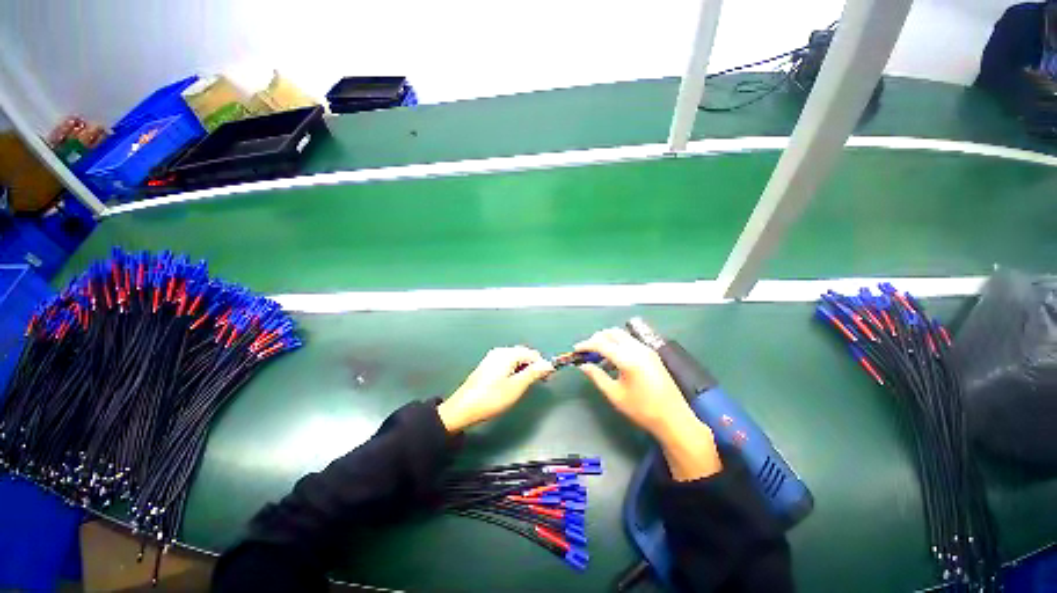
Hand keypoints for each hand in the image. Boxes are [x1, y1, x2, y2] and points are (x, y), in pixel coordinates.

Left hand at [437, 346, 554, 432]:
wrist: (463, 409)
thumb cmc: (491, 398)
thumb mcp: (516, 387)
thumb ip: (534, 373)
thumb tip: (548, 364)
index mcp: (508, 354)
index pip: (533, 354)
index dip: (542, 365)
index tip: (547, 379)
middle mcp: (500, 352)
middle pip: (524, 354)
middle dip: (533, 366)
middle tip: (538, 383)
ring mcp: (492, 358)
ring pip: (516, 359)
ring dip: (524, 369)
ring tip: (526, 385)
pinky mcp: (488, 366)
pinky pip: (507, 363)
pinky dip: (514, 370)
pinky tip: (512, 383)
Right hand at [576, 328, 720, 479]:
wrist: (673, 418)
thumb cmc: (642, 409)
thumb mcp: (615, 395)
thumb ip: (597, 376)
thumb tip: (583, 365)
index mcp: (628, 359)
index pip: (601, 343)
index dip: (586, 345)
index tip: (576, 350)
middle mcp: (638, 349)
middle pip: (612, 333)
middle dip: (597, 338)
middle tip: (587, 351)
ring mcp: (647, 350)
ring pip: (622, 335)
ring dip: (608, 340)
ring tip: (598, 356)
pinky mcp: (652, 354)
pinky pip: (630, 342)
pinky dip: (619, 344)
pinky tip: (614, 360)